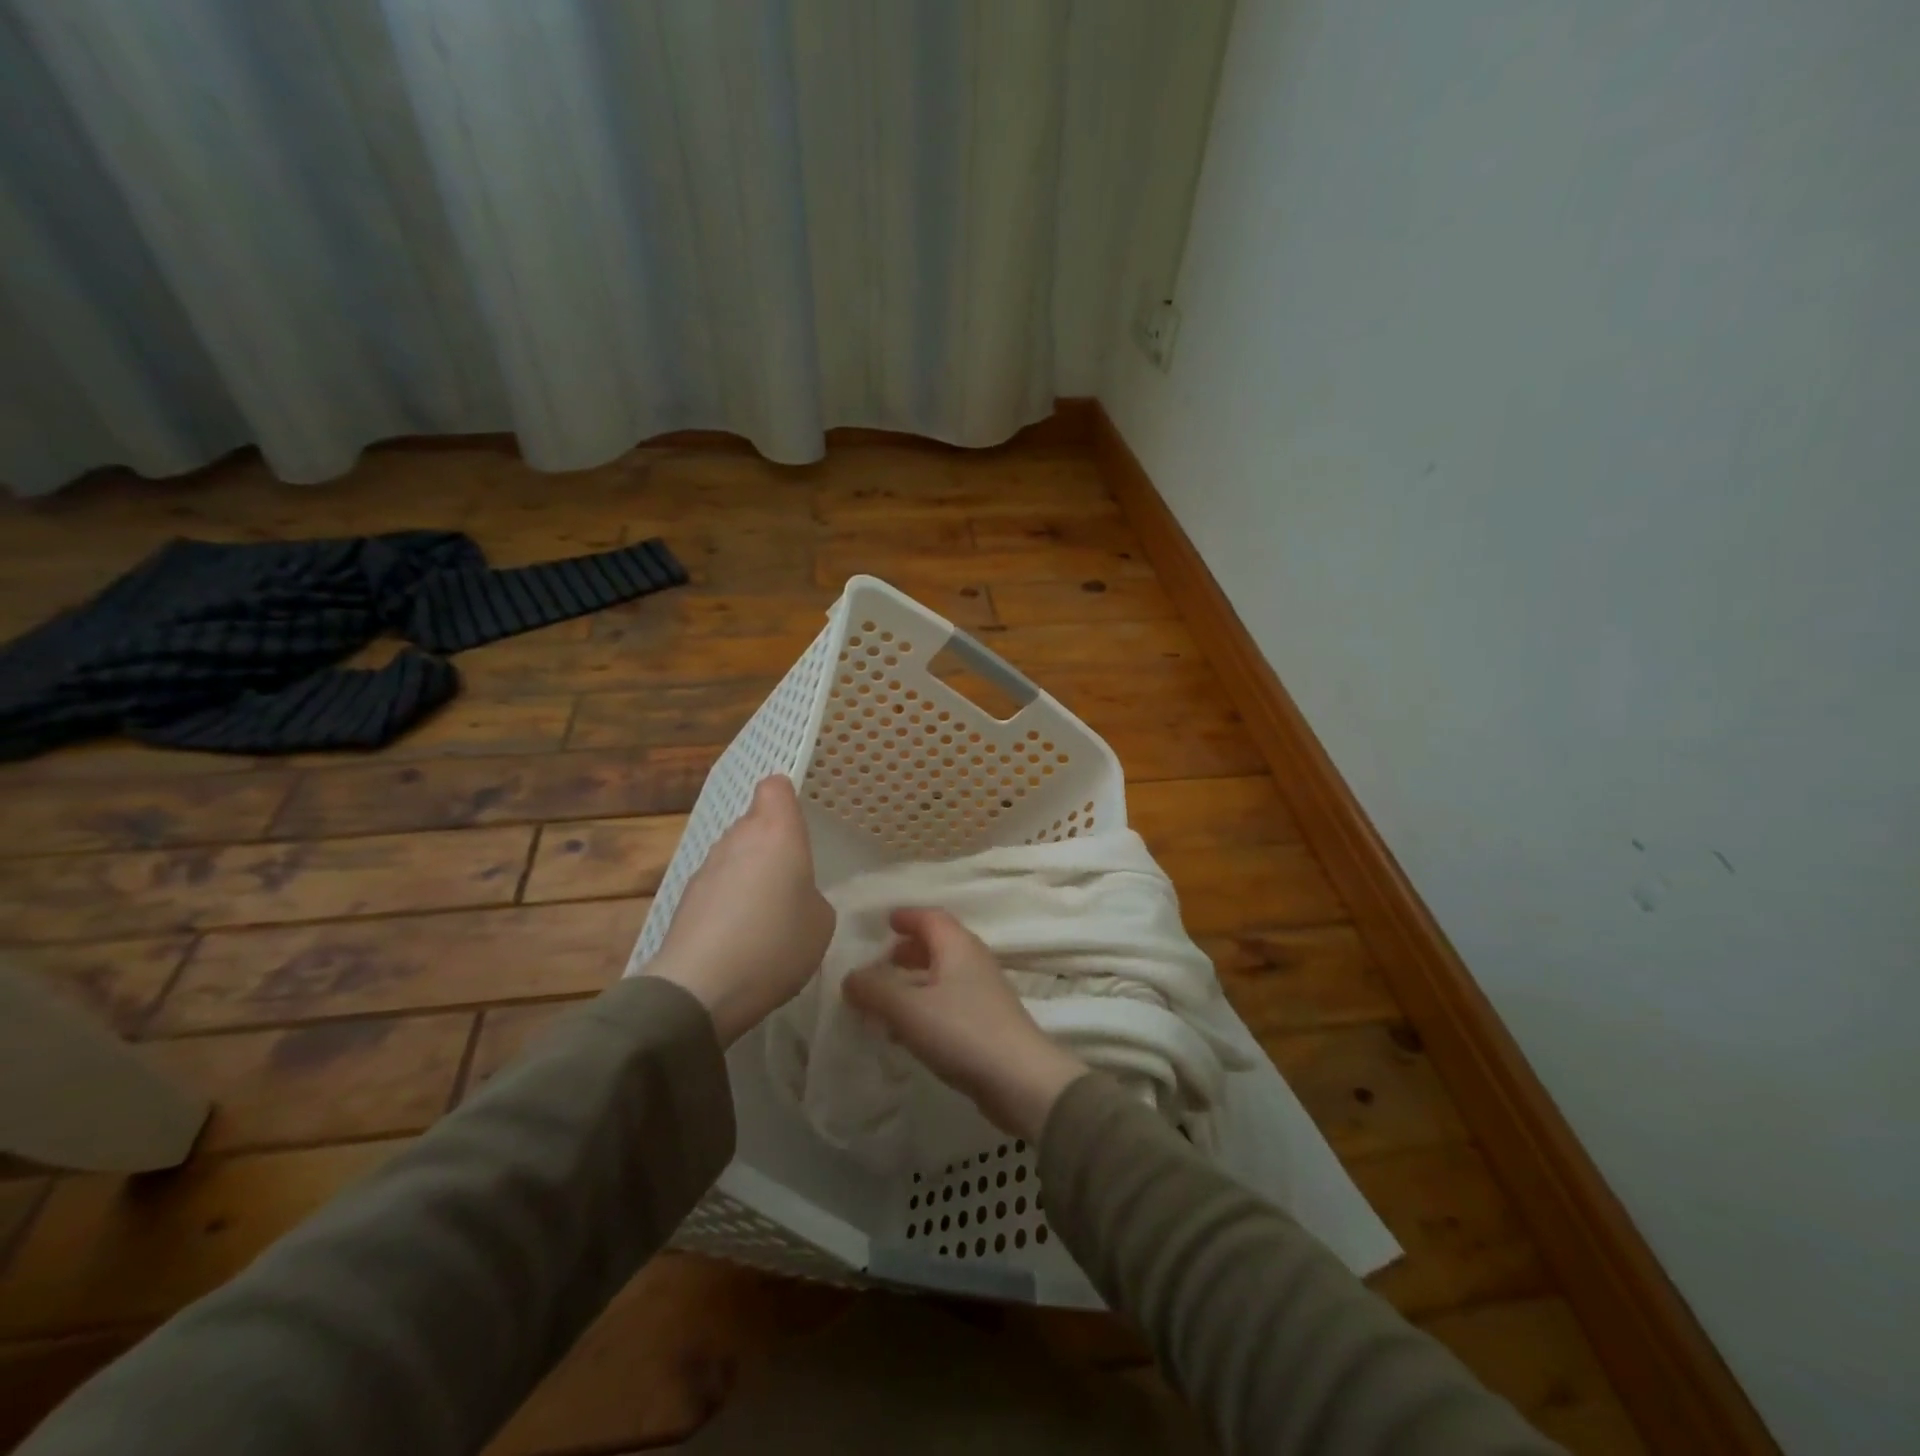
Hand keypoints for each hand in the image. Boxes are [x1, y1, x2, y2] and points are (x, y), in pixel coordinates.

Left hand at [645, 776, 834, 1045]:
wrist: (700, 988)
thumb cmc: (776, 944)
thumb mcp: (821, 923)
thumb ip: (811, 896)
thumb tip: (793, 898)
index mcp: (777, 833)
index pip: (775, 787)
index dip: (787, 799)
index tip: (799, 824)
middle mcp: (738, 839)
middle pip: (754, 823)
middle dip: (772, 844)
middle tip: (791, 880)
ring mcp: (706, 868)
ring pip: (734, 855)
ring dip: (749, 874)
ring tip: (764, 916)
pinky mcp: (685, 899)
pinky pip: (716, 887)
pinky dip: (728, 902)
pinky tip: (739, 939)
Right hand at [845, 907, 1088, 1141]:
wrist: (1021, 1080)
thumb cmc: (962, 1031)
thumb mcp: (907, 1008)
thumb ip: (874, 989)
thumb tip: (851, 977)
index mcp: (957, 946)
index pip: (930, 917)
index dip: (907, 916)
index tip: (885, 921)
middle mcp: (973, 961)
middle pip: (938, 944)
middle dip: (909, 949)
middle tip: (882, 961)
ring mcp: (984, 993)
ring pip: (943, 976)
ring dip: (915, 981)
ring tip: (887, 999)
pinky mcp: (987, 1023)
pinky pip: (949, 1003)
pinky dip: (926, 1006)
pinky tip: (908, 1032)